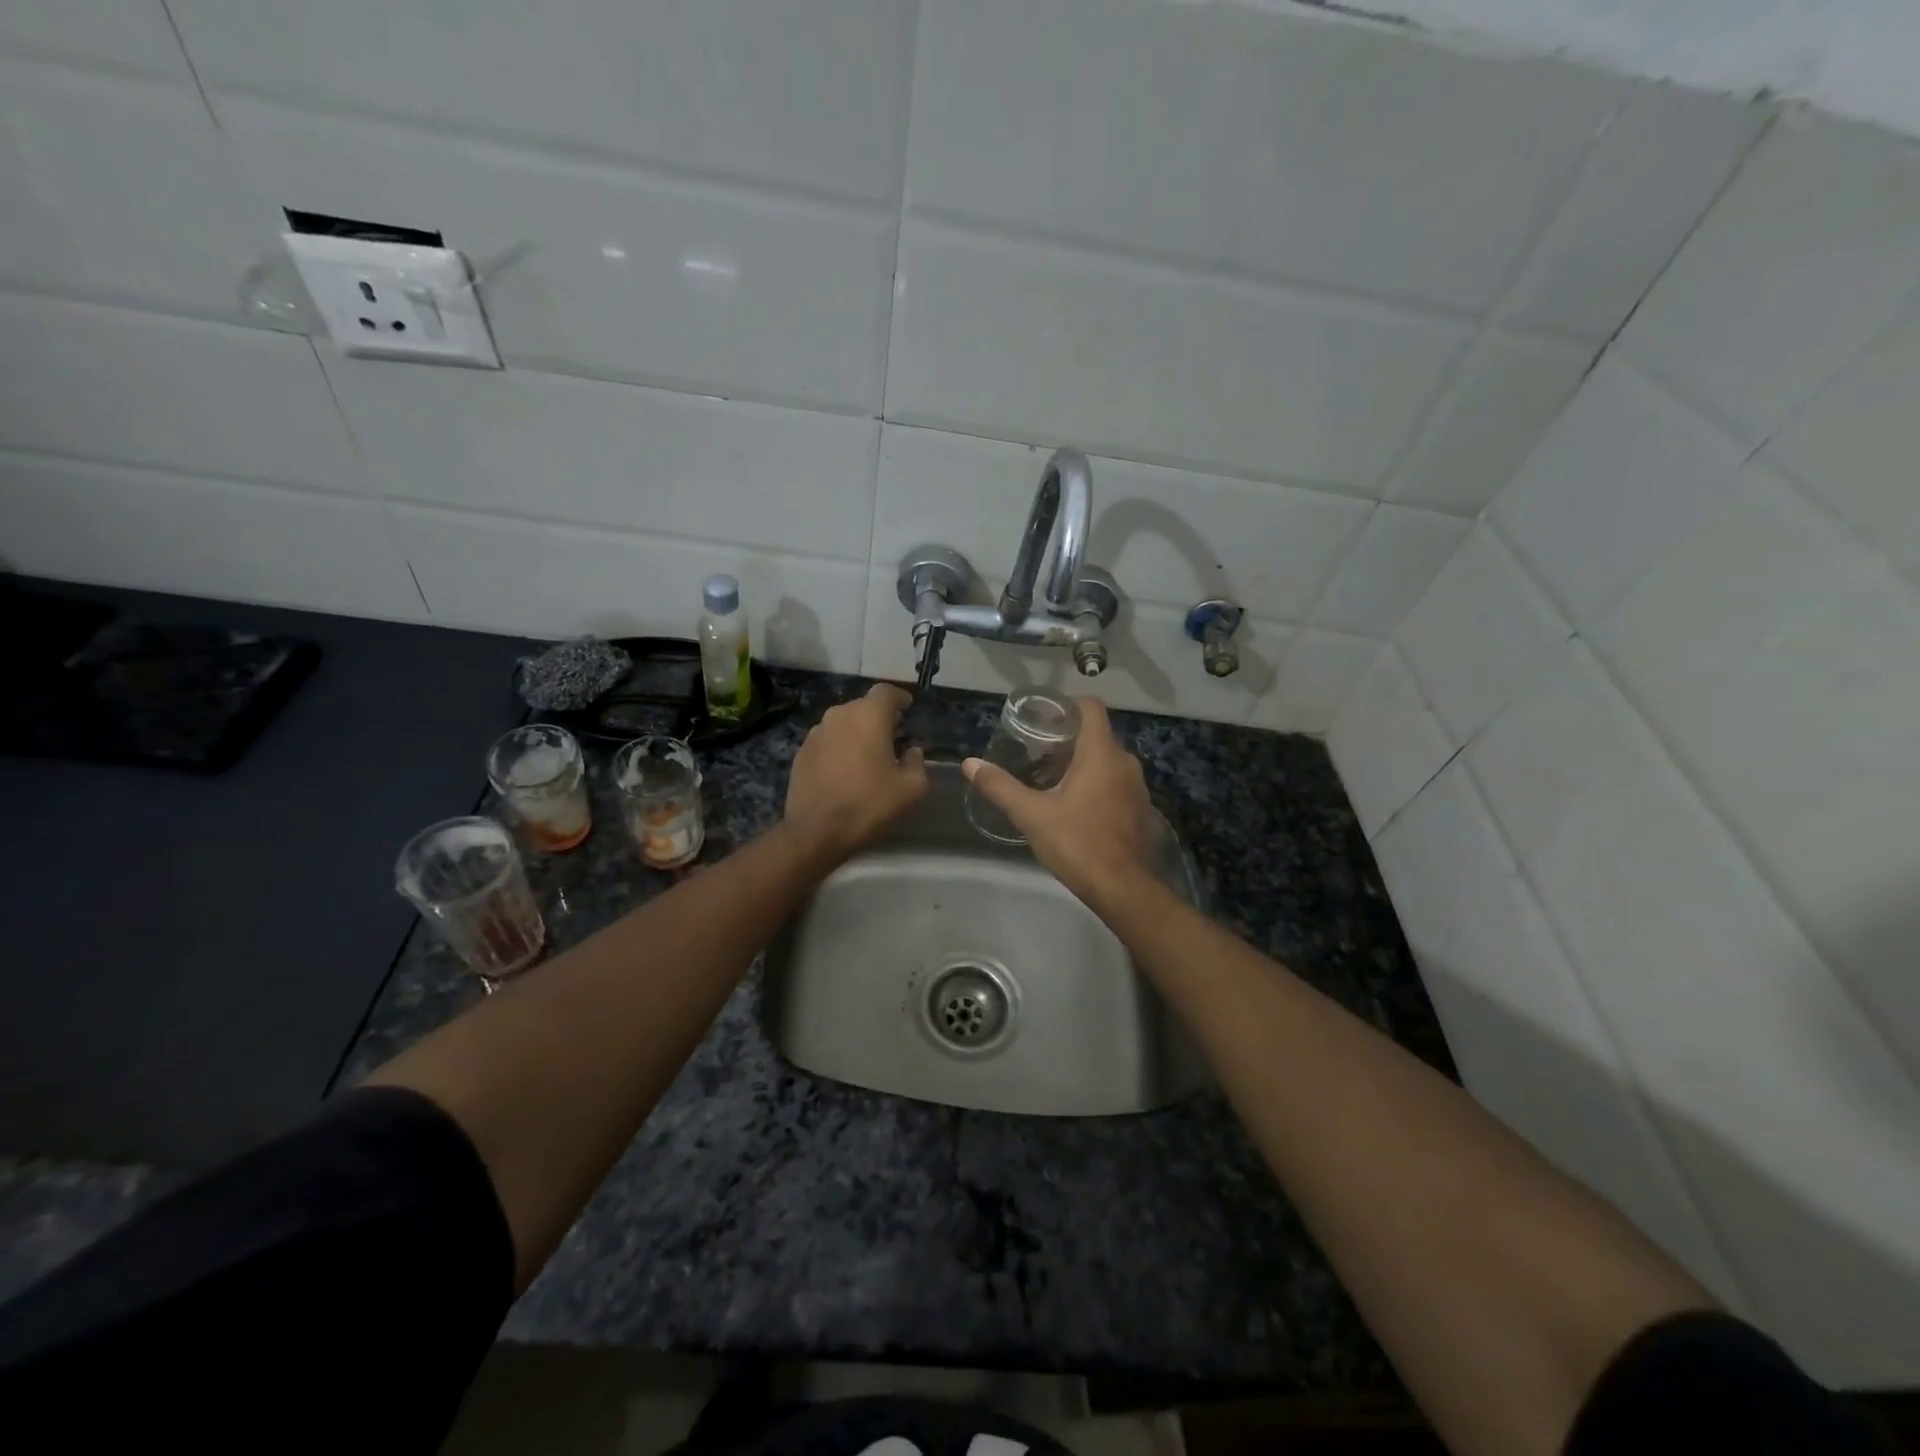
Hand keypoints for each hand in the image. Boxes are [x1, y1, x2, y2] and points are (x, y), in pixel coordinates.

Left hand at [784, 683, 928, 856]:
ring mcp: (816, 733)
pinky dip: (839, 748)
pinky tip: (845, 771)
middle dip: (879, 717)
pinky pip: (827, 741)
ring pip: (843, 723)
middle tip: (892, 737)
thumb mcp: (911, 788)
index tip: (908, 707)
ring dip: (857, 733)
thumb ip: (917, 762)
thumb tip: (911, 752)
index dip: (899, 697)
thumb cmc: (869, 804)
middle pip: (863, 706)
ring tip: (868, 756)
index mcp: (868, 716)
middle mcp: (839, 715)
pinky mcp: (801, 752)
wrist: (816, 831)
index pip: (886, 691)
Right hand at [963, 697, 1158, 904]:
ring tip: (1049, 778)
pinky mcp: (1140, 808)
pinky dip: (1096, 783)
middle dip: (1066, 738)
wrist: (1124, 889)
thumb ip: (1001, 787)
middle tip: (1035, 752)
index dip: (1066, 705)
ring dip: (1081, 762)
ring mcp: (1136, 786)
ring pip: (1106, 760)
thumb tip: (970, 763)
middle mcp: (1125, 762)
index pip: (1091, 707)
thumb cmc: (1078, 843)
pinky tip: (1074, 805)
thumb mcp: (1032, 815)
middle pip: (1096, 734)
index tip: (1042, 717)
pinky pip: (1115, 782)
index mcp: (1101, 753)